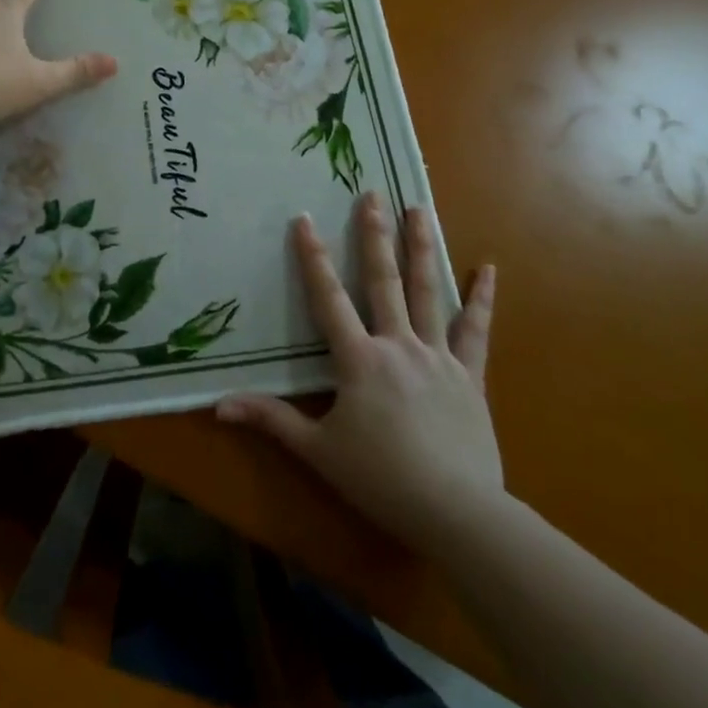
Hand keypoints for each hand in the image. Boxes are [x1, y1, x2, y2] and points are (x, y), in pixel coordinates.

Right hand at [217, 192, 500, 545]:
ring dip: (422, 248)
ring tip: (420, 208)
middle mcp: (398, 345)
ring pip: (429, 292)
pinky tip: (489, 268)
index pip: (328, 298)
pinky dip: (483, 299)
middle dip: (374, 235)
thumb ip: (271, 420)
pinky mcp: (470, 376)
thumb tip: (218, 407)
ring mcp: (438, 357)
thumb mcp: (318, 450)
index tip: (304, 218)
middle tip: (372, 194)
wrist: (457, 513)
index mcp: (359, 359)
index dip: (313, 258)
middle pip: (383, 280)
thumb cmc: (381, 479)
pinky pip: (477, 331)